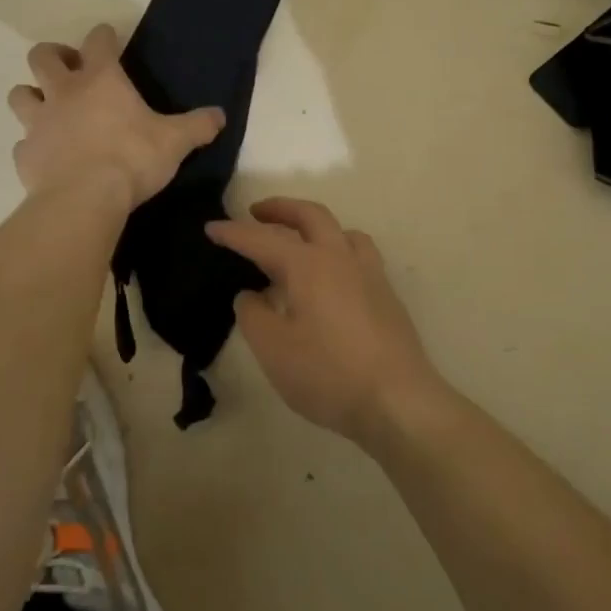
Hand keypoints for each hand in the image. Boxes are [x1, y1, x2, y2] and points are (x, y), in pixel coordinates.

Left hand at [8, 25, 223, 211]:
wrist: (84, 199)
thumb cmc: (132, 159)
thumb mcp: (175, 142)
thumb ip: (197, 126)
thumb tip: (220, 115)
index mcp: (101, 80)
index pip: (98, 41)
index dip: (104, 36)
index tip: (109, 40)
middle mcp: (63, 92)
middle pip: (42, 56)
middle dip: (53, 55)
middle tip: (69, 69)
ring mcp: (39, 122)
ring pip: (20, 94)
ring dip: (32, 95)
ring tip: (48, 108)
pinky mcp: (25, 154)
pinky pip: (22, 143)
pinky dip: (32, 145)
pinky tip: (46, 156)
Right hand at [206, 199, 445, 442]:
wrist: (398, 401)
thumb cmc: (328, 374)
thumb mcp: (273, 349)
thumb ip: (254, 315)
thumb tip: (251, 295)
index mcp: (308, 265)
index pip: (262, 239)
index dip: (234, 233)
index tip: (211, 227)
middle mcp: (340, 258)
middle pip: (311, 216)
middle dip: (280, 209)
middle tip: (256, 212)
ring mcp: (369, 275)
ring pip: (342, 231)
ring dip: (315, 225)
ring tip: (299, 241)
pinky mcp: (386, 296)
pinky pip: (358, 254)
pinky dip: (337, 249)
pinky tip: (330, 278)